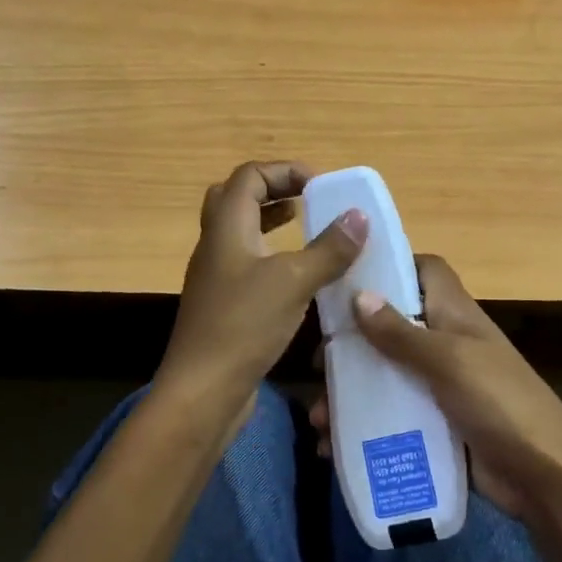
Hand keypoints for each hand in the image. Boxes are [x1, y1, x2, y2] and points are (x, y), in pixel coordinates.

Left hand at [154, 160, 366, 434]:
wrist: (202, 390)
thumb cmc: (244, 325)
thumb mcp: (294, 281)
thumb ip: (328, 248)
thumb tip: (359, 216)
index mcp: (226, 228)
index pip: (249, 176)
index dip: (284, 171)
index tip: (320, 186)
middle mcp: (215, 245)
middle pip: (236, 199)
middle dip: (274, 191)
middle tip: (308, 200)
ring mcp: (215, 277)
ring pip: (240, 233)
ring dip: (271, 223)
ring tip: (305, 228)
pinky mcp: (222, 305)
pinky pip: (246, 264)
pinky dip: (271, 256)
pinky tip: (297, 277)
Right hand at [313, 255, 561, 519]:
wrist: (545, 477)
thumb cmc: (500, 403)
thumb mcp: (448, 361)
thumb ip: (402, 333)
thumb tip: (358, 296)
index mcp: (455, 315)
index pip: (425, 271)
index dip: (392, 266)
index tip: (348, 278)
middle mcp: (446, 343)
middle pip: (393, 326)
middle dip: (353, 343)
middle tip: (320, 364)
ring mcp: (441, 386)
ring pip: (386, 376)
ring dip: (350, 393)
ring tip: (318, 417)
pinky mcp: (436, 425)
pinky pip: (392, 417)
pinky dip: (363, 428)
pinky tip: (332, 447)